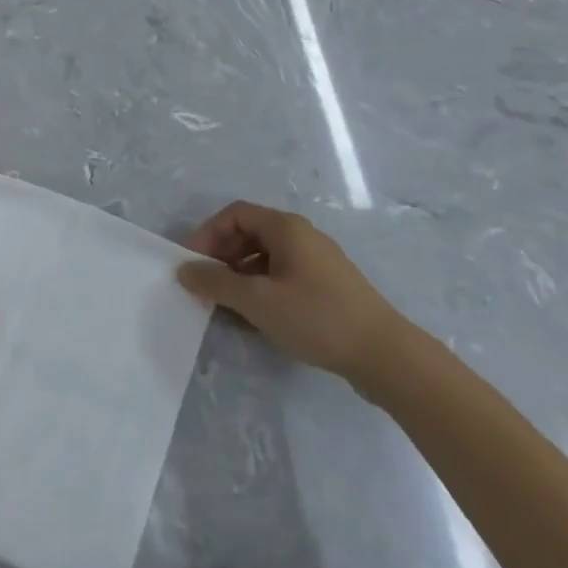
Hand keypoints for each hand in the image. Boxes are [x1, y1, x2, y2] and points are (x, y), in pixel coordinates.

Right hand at [177, 201, 402, 380]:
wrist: (384, 354)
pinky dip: (261, 287)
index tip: (193, 263)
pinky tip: (257, 316)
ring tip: (227, 304)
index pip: (235, 214)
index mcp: (286, 228)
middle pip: (250, 232)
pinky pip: (283, 275)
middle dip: (222, 255)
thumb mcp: (257, 300)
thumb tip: (184, 269)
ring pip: (266, 257)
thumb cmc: (316, 317)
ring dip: (240, 274)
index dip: (208, 233)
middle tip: (206, 285)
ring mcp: (318, 261)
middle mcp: (302, 236)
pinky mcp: (327, 286)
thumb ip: (216, 282)